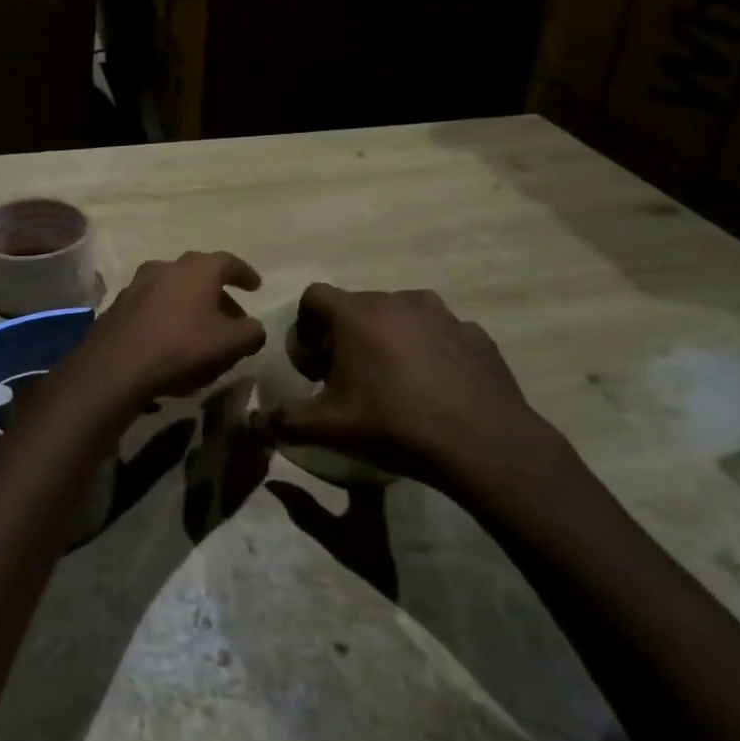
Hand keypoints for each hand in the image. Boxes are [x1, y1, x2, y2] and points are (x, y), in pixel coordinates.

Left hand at [72, 251, 265, 404]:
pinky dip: (166, 315)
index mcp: (198, 269)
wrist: (117, 365)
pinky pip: (151, 305)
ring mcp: (138, 284)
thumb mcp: (231, 345)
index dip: (245, 274)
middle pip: (199, 273)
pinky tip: (169, 338)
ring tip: (200, 329)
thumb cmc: (182, 347)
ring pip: (173, 288)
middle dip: (218, 293)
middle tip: (231, 315)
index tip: (255, 286)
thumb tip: (254, 328)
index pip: (228, 262)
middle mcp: (167, 267)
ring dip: (189, 303)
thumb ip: (251, 333)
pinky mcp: (118, 305)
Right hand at [264, 284, 569, 495]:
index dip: (305, 328)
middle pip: (356, 308)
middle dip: (345, 337)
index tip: (314, 367)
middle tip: (349, 380)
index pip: (314, 296)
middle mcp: (397, 299)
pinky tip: (435, 390)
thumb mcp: (329, 428)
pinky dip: (429, 353)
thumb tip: (255, 422)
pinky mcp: (475, 333)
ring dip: (388, 341)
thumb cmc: (395, 425)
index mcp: (357, 313)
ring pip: (400, 317)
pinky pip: (440, 335)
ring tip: (395, 384)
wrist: (483, 444)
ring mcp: (442, 314)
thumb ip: (284, 421)